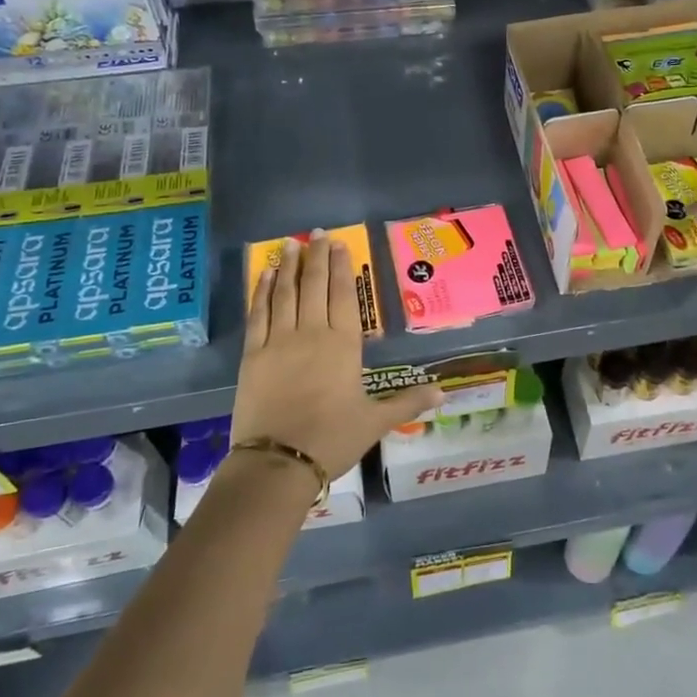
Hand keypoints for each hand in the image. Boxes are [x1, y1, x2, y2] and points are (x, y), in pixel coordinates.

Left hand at [231, 231, 440, 480]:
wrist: (278, 463)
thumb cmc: (332, 439)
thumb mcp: (375, 422)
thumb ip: (407, 402)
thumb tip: (443, 393)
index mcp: (343, 345)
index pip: (343, 295)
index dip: (341, 267)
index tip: (340, 244)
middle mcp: (312, 333)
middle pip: (314, 285)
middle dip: (316, 256)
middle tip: (316, 233)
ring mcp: (279, 341)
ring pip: (285, 293)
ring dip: (289, 266)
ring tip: (291, 244)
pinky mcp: (253, 354)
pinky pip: (258, 314)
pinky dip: (262, 291)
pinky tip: (266, 274)